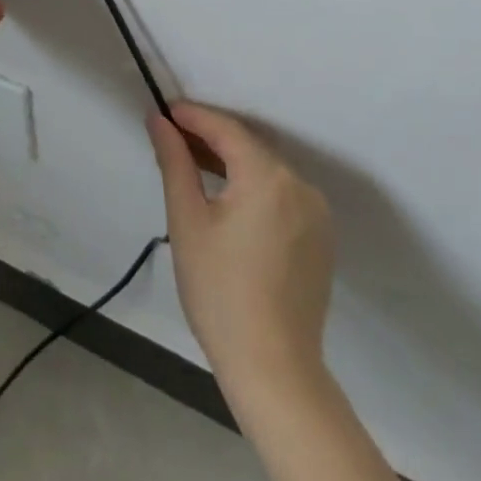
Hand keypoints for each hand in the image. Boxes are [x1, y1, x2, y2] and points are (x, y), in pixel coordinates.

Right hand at [147, 102, 334, 390]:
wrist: (273, 369)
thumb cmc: (220, 291)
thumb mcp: (187, 220)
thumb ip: (175, 161)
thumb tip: (159, 120)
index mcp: (269, 176)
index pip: (226, 129)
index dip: (193, 116)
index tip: (163, 111)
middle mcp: (300, 185)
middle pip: (249, 147)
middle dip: (210, 138)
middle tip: (172, 138)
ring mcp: (317, 213)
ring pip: (266, 171)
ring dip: (232, 163)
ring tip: (194, 165)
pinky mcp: (321, 238)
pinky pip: (282, 195)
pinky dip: (254, 187)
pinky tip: (228, 199)